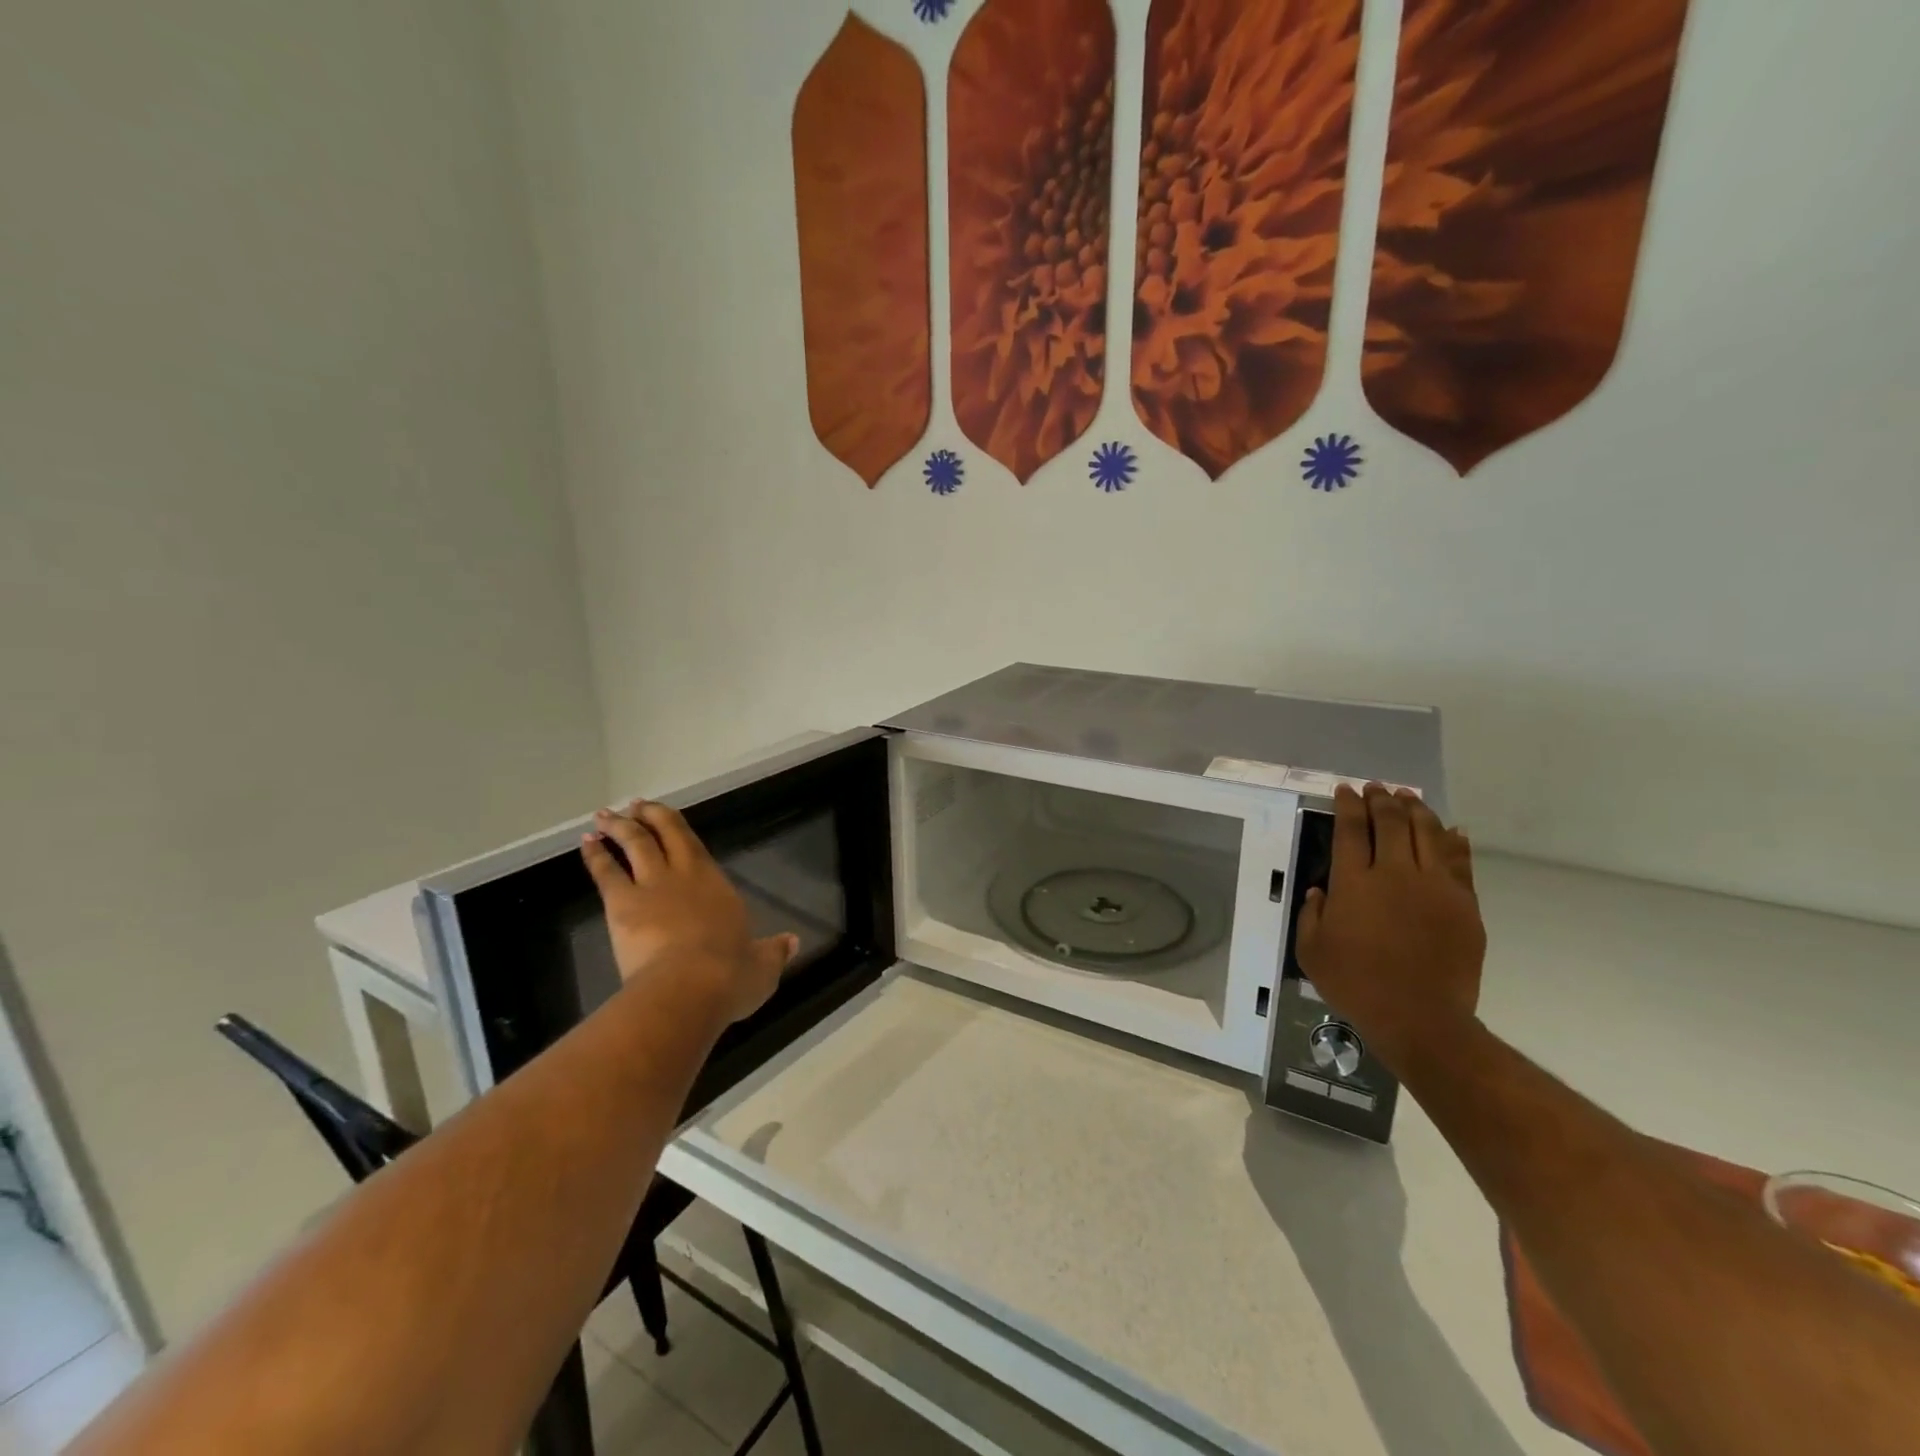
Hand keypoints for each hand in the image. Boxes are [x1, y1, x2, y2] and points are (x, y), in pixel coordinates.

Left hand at [581, 800, 796, 1025]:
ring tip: (606, 815)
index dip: (678, 830)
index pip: (696, 848)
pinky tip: (586, 842)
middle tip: (636, 804)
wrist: (691, 986)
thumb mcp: (763, 967)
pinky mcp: (622, 904)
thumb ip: (773, 952)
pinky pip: (606, 871)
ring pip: (635, 845)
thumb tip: (792, 943)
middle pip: (666, 834)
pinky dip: (595, 854)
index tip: (667, 819)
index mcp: (717, 885)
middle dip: (651, 816)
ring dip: (620, 827)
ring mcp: (652, 887)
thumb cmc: (731, 976)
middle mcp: (685, 876)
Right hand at [1293, 783, 1485, 1073]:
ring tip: (1410, 798)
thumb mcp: (1312, 950)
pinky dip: (1454, 841)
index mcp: (1355, 882)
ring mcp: (1435, 886)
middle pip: (1391, 823)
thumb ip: (1312, 913)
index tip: (1345, 790)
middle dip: (1382, 800)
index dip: (1348, 806)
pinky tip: (1451, 829)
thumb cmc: (1356, 984)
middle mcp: (1396, 873)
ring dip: (1417, 811)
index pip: (1351, 830)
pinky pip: (1460, 862)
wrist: (1421, 1017)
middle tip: (1376, 788)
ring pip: (1428, 833)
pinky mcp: (1464, 904)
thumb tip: (1320, 890)